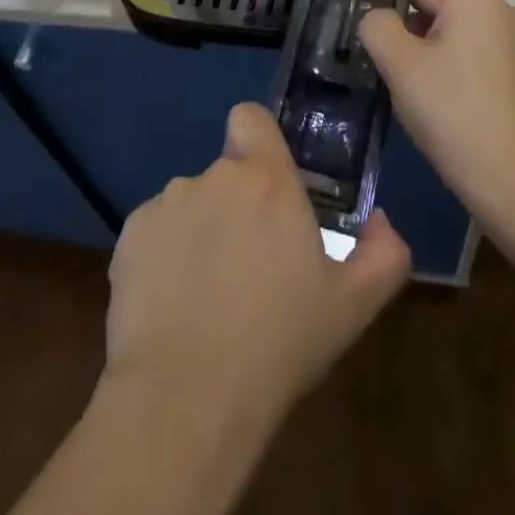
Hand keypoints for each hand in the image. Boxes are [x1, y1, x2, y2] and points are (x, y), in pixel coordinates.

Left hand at [102, 102, 410, 432]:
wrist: (187, 396)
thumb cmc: (279, 343)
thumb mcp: (352, 306)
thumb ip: (384, 254)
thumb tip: (381, 221)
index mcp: (266, 180)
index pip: (250, 117)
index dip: (257, 140)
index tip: (268, 184)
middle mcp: (213, 176)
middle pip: (225, 172)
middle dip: (236, 205)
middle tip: (249, 264)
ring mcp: (166, 203)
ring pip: (190, 204)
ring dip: (201, 231)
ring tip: (208, 294)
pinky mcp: (130, 235)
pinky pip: (155, 233)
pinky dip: (164, 256)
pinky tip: (172, 305)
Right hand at [359, 0, 514, 226]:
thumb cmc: (453, 114)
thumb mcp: (399, 66)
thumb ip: (377, 27)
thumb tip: (378, 19)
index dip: (396, 29)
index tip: (392, 67)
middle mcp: (505, 11)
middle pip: (439, 19)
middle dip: (419, 48)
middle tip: (411, 90)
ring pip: (461, 46)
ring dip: (442, 68)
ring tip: (436, 109)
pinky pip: (484, 68)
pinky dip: (469, 85)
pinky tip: (464, 120)